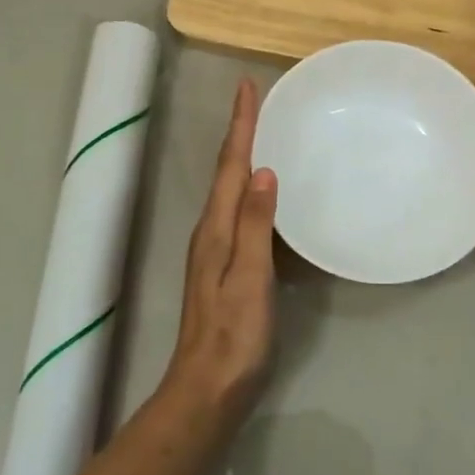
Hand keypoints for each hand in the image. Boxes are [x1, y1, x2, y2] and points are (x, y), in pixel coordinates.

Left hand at [165, 77, 278, 414]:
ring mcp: (215, 250)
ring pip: (231, 190)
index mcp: (215, 228)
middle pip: (226, 171)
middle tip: (256, 102)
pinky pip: (239, 212)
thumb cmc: (234, 334)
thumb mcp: (249, 276)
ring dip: (243, 158)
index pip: (230, 165)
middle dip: (239, 133)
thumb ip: (254, 223)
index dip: (239, 125)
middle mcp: (210, 231)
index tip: (246, 86)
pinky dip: (250, 190)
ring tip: (262, 134)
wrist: (208, 387)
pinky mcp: (226, 266)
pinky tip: (265, 194)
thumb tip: (262, 171)